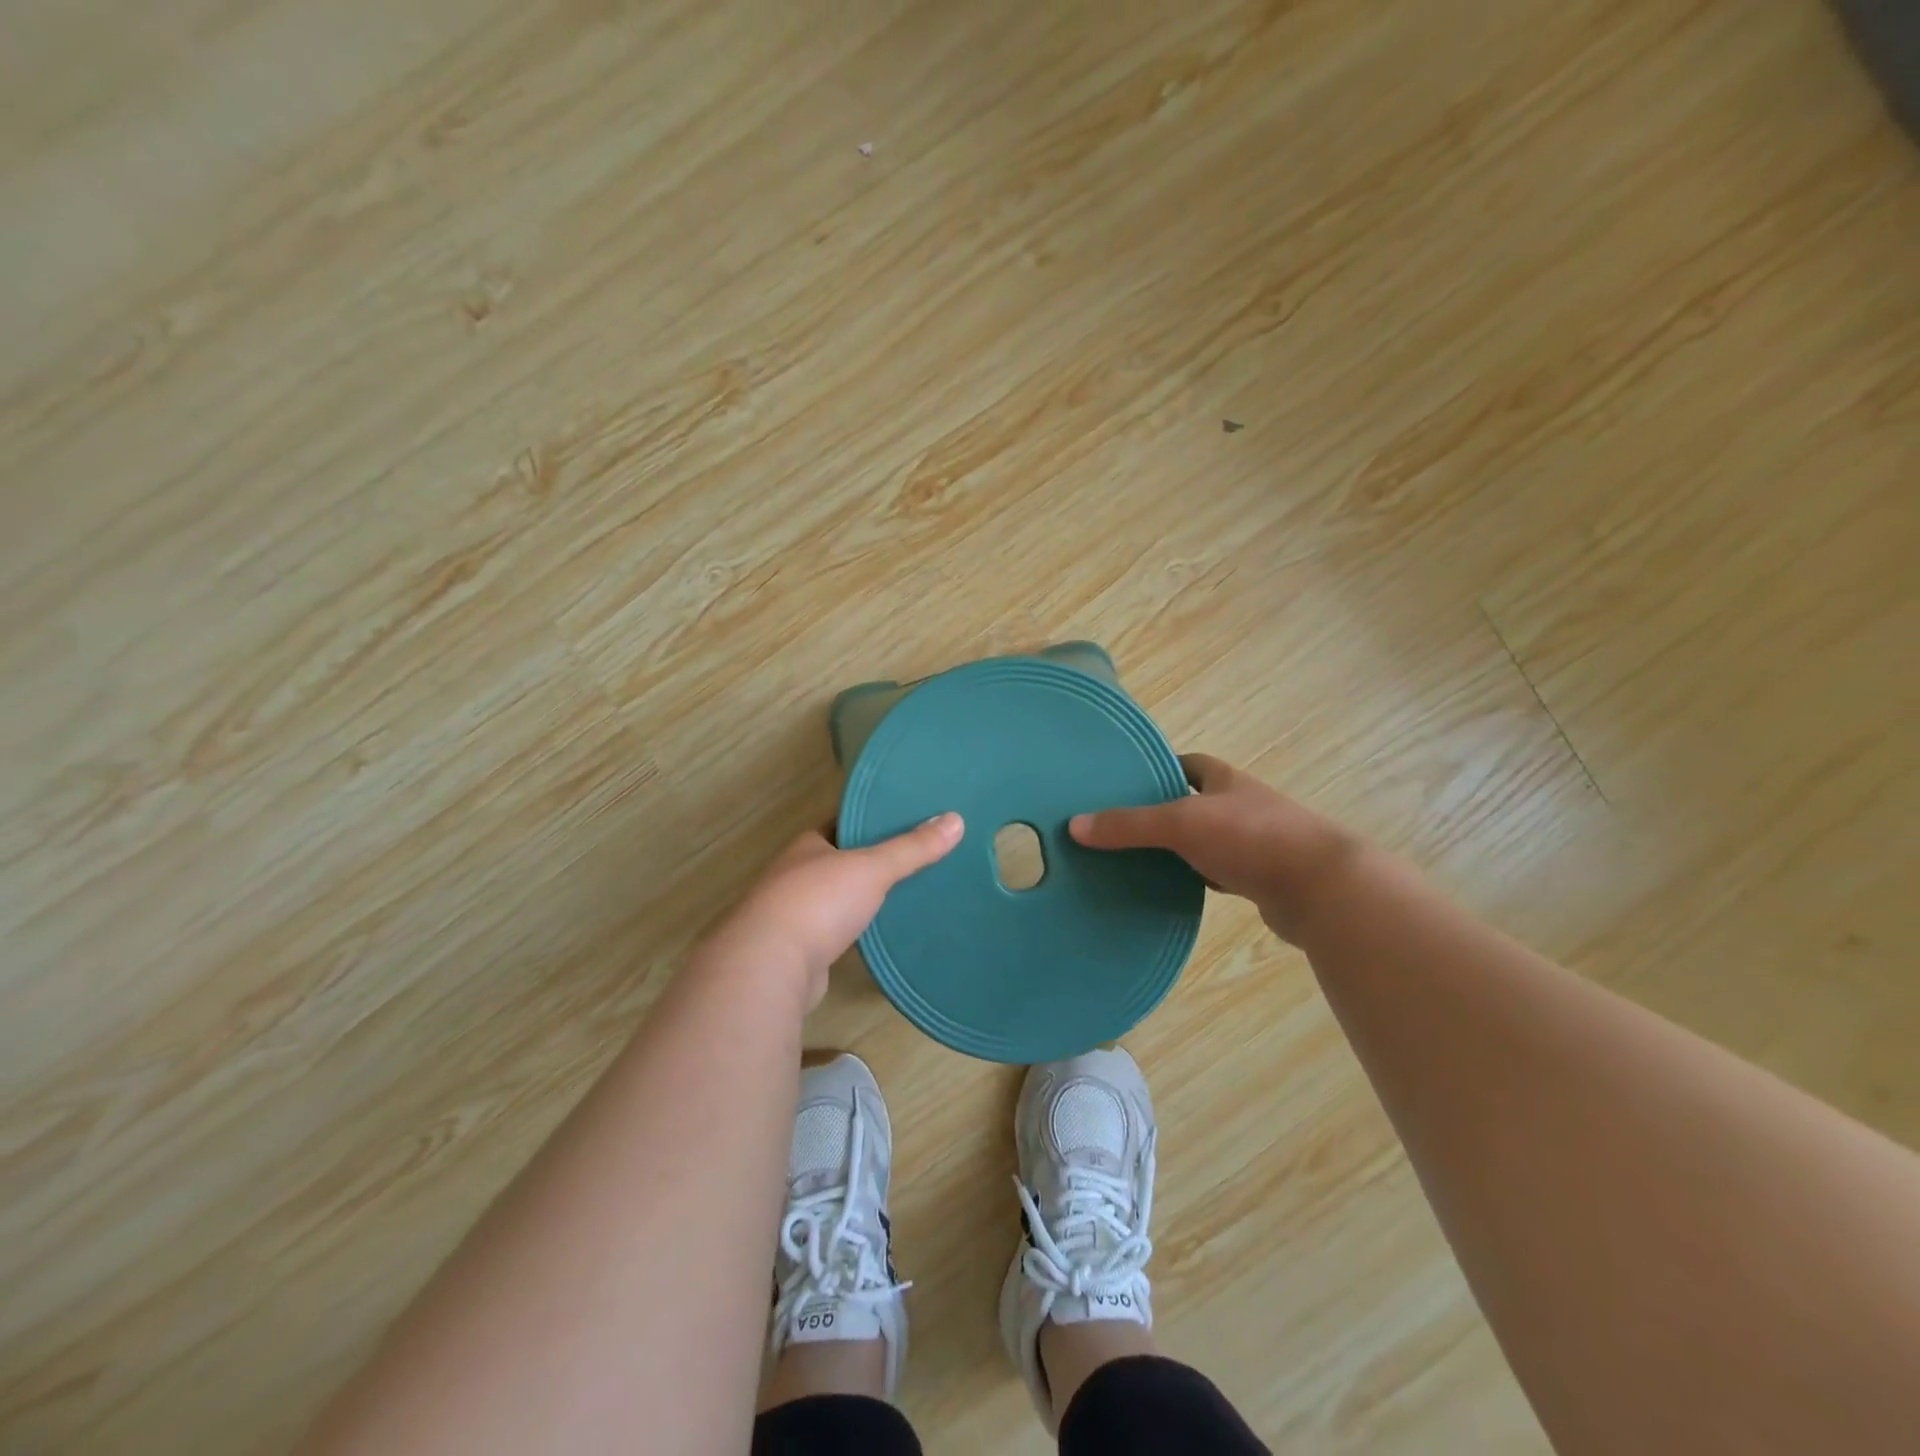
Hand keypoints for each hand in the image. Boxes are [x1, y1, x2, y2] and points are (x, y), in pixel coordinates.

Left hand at [702, 812, 964, 1009]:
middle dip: (872, 861)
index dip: (871, 820)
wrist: (770, 966)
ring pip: (838, 898)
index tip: (906, 819)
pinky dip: (856, 930)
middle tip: (917, 857)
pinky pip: (836, 932)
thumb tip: (956, 819)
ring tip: (907, 893)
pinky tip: (882, 933)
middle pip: (841, 861)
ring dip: (863, 898)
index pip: (843, 823)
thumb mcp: (872, 868)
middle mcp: (796, 874)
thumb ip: (911, 848)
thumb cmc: (818, 902)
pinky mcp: (799, 951)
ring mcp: (793, 914)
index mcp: (808, 845)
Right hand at [1069, 754, 1359, 941]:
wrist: (1322, 889)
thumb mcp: (1181, 823)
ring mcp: (1253, 843)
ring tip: (1133, 857)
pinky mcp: (1259, 878)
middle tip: (1117, 824)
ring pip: (1203, 840)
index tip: (1123, 781)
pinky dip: (1194, 878)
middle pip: (1192, 802)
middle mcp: (1240, 805)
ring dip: (1176, 848)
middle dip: (1160, 811)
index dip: (1157, 767)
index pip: (1187, 763)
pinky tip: (1170, 889)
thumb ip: (1129, 824)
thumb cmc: (1251, 838)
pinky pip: (1215, 872)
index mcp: (1224, 780)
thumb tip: (1074, 825)